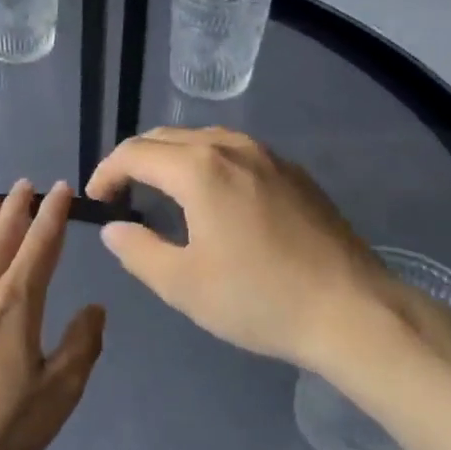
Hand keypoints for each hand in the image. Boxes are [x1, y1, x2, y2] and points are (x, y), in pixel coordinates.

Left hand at [0, 180, 103, 449]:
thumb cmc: (0, 429)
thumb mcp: (58, 394)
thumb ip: (81, 345)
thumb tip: (95, 307)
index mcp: (17, 303)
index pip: (41, 245)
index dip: (54, 214)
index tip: (62, 188)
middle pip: (1, 238)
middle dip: (17, 208)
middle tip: (26, 184)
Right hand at [86, 128, 450, 381]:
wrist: (353, 311)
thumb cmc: (259, 299)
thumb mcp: (183, 284)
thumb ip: (137, 250)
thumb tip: (114, 228)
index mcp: (199, 169)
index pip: (134, 153)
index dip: (106, 173)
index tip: (97, 202)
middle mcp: (232, 147)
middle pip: (166, 138)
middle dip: (135, 161)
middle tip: (122, 197)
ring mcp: (268, 156)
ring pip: (203, 140)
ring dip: (172, 159)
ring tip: (162, 194)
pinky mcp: (294, 172)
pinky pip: (235, 152)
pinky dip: (207, 164)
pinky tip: (214, 200)